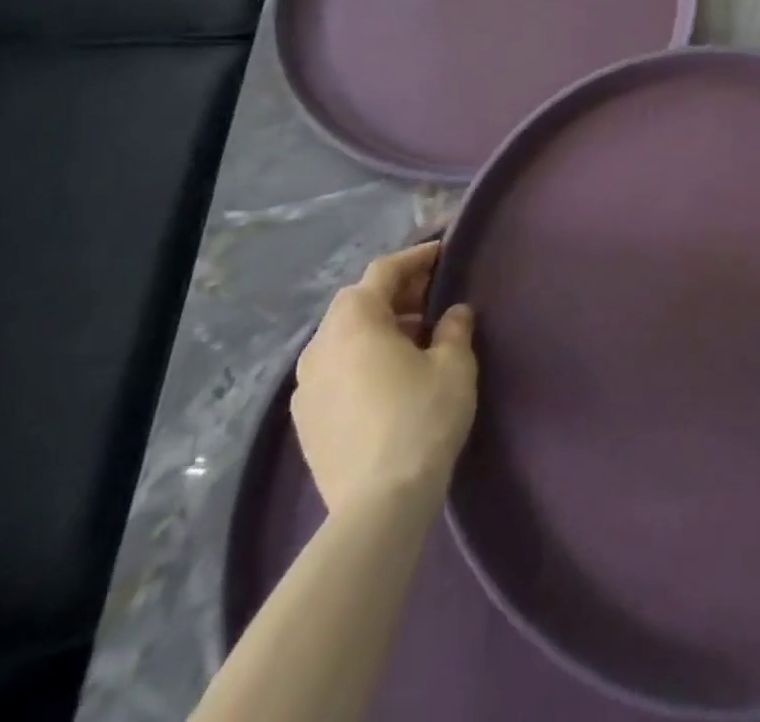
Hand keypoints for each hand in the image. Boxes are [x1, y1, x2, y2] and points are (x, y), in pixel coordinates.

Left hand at [292, 240, 477, 513]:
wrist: (378, 505)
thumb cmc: (421, 418)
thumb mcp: (454, 365)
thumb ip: (454, 329)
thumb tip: (454, 313)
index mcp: (355, 319)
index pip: (385, 271)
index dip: (417, 258)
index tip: (442, 252)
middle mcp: (320, 343)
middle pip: (359, 302)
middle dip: (396, 293)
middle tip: (432, 296)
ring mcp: (305, 384)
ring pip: (344, 337)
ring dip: (377, 328)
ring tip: (415, 339)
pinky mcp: (305, 420)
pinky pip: (335, 370)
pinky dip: (361, 359)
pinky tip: (388, 378)